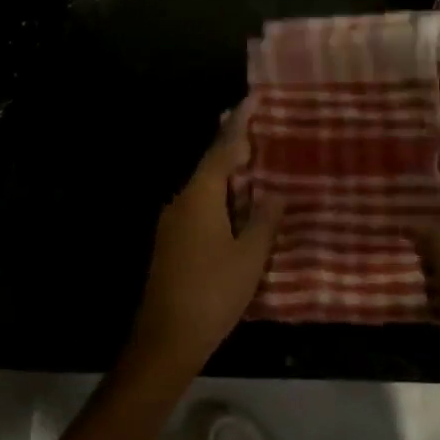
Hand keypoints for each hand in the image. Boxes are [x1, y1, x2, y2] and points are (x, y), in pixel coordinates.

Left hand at [126, 102, 281, 379]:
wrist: (165, 340)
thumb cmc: (212, 293)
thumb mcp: (249, 257)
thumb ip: (263, 220)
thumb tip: (274, 193)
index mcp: (200, 197)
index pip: (222, 149)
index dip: (240, 124)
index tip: (254, 99)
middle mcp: (182, 201)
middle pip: (211, 164)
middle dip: (233, 144)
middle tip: (258, 124)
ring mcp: (173, 223)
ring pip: (205, 187)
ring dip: (229, 173)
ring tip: (255, 161)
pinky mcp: (172, 243)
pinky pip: (201, 206)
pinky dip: (221, 197)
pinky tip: (238, 206)